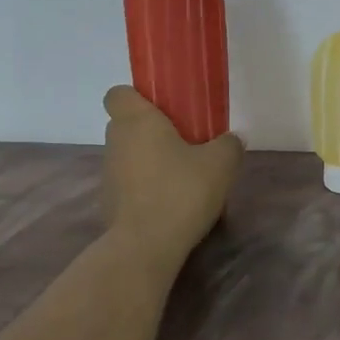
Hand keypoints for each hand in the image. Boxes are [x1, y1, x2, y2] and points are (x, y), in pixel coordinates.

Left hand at [100, 87, 243, 267]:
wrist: (146, 246)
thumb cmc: (181, 192)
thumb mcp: (221, 164)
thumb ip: (229, 145)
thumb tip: (231, 140)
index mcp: (135, 121)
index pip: (118, 94)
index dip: (137, 98)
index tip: (163, 111)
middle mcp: (115, 142)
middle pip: (126, 126)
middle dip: (151, 133)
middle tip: (184, 146)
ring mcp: (108, 175)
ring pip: (128, 158)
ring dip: (149, 163)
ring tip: (181, 182)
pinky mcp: (108, 204)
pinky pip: (128, 186)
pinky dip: (144, 190)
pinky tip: (170, 207)